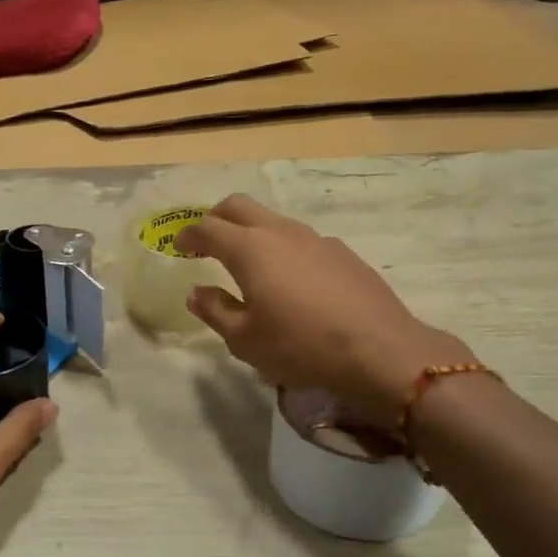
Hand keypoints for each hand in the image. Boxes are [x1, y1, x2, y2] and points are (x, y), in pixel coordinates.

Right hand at [177, 195, 475, 429]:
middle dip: (216, 217)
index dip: (188, 234)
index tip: (179, 245)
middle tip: (207, 240)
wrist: (379, 350)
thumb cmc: (300, 346)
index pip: (208, 228)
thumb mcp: (245, 339)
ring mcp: (315, 238)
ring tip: (249, 262)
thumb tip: (196, 292)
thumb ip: (215, 310)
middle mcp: (280, 232)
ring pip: (273, 220)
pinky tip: (291, 279)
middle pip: (239, 206)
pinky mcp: (342, 252)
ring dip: (252, 232)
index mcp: (249, 249)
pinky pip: (301, 239)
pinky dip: (283, 248)